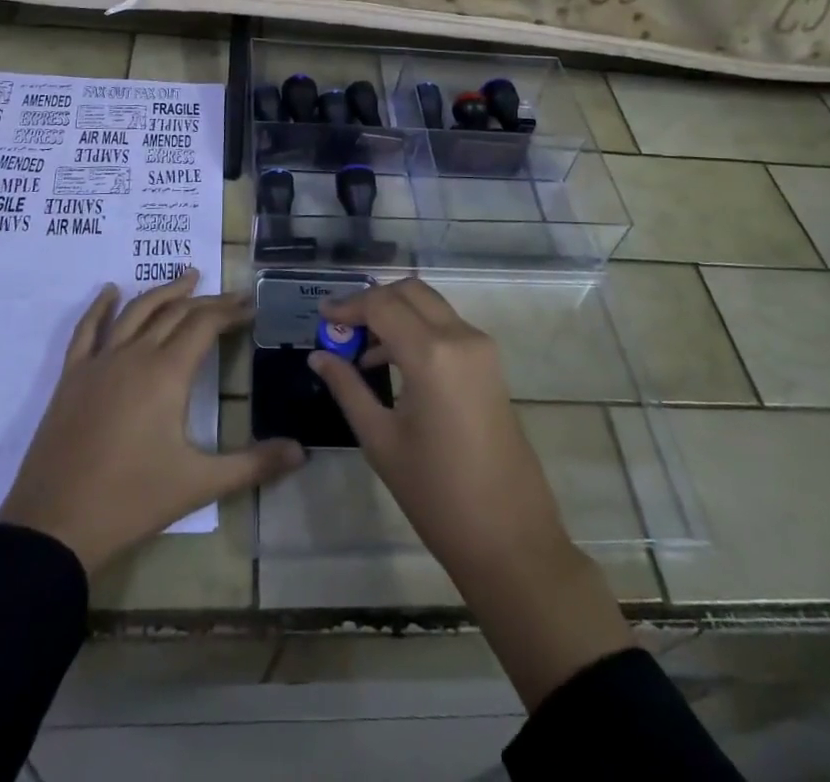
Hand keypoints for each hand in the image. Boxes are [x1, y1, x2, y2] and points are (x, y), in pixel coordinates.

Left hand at [0, 269, 304, 574]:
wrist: (54, 526)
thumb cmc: (132, 501)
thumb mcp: (199, 484)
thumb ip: (253, 465)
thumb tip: (302, 453)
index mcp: (167, 373)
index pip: (205, 324)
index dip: (230, 311)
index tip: (251, 306)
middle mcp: (134, 355)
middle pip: (175, 312)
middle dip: (207, 301)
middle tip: (232, 297)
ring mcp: (99, 362)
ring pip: (136, 312)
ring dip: (164, 291)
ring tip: (187, 277)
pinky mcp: (72, 377)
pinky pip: (87, 330)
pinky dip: (101, 306)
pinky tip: (110, 291)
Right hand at [305, 277, 571, 582]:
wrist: (510, 538)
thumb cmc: (437, 494)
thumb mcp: (381, 440)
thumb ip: (348, 388)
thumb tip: (319, 356)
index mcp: (432, 354)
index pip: (382, 304)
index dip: (348, 305)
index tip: (321, 315)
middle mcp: (461, 337)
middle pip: (410, 291)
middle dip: (373, 300)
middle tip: (342, 326)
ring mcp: (481, 349)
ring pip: (430, 305)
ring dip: (395, 313)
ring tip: (360, 349)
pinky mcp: (490, 364)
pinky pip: (447, 327)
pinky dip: (417, 329)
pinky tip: (392, 363)